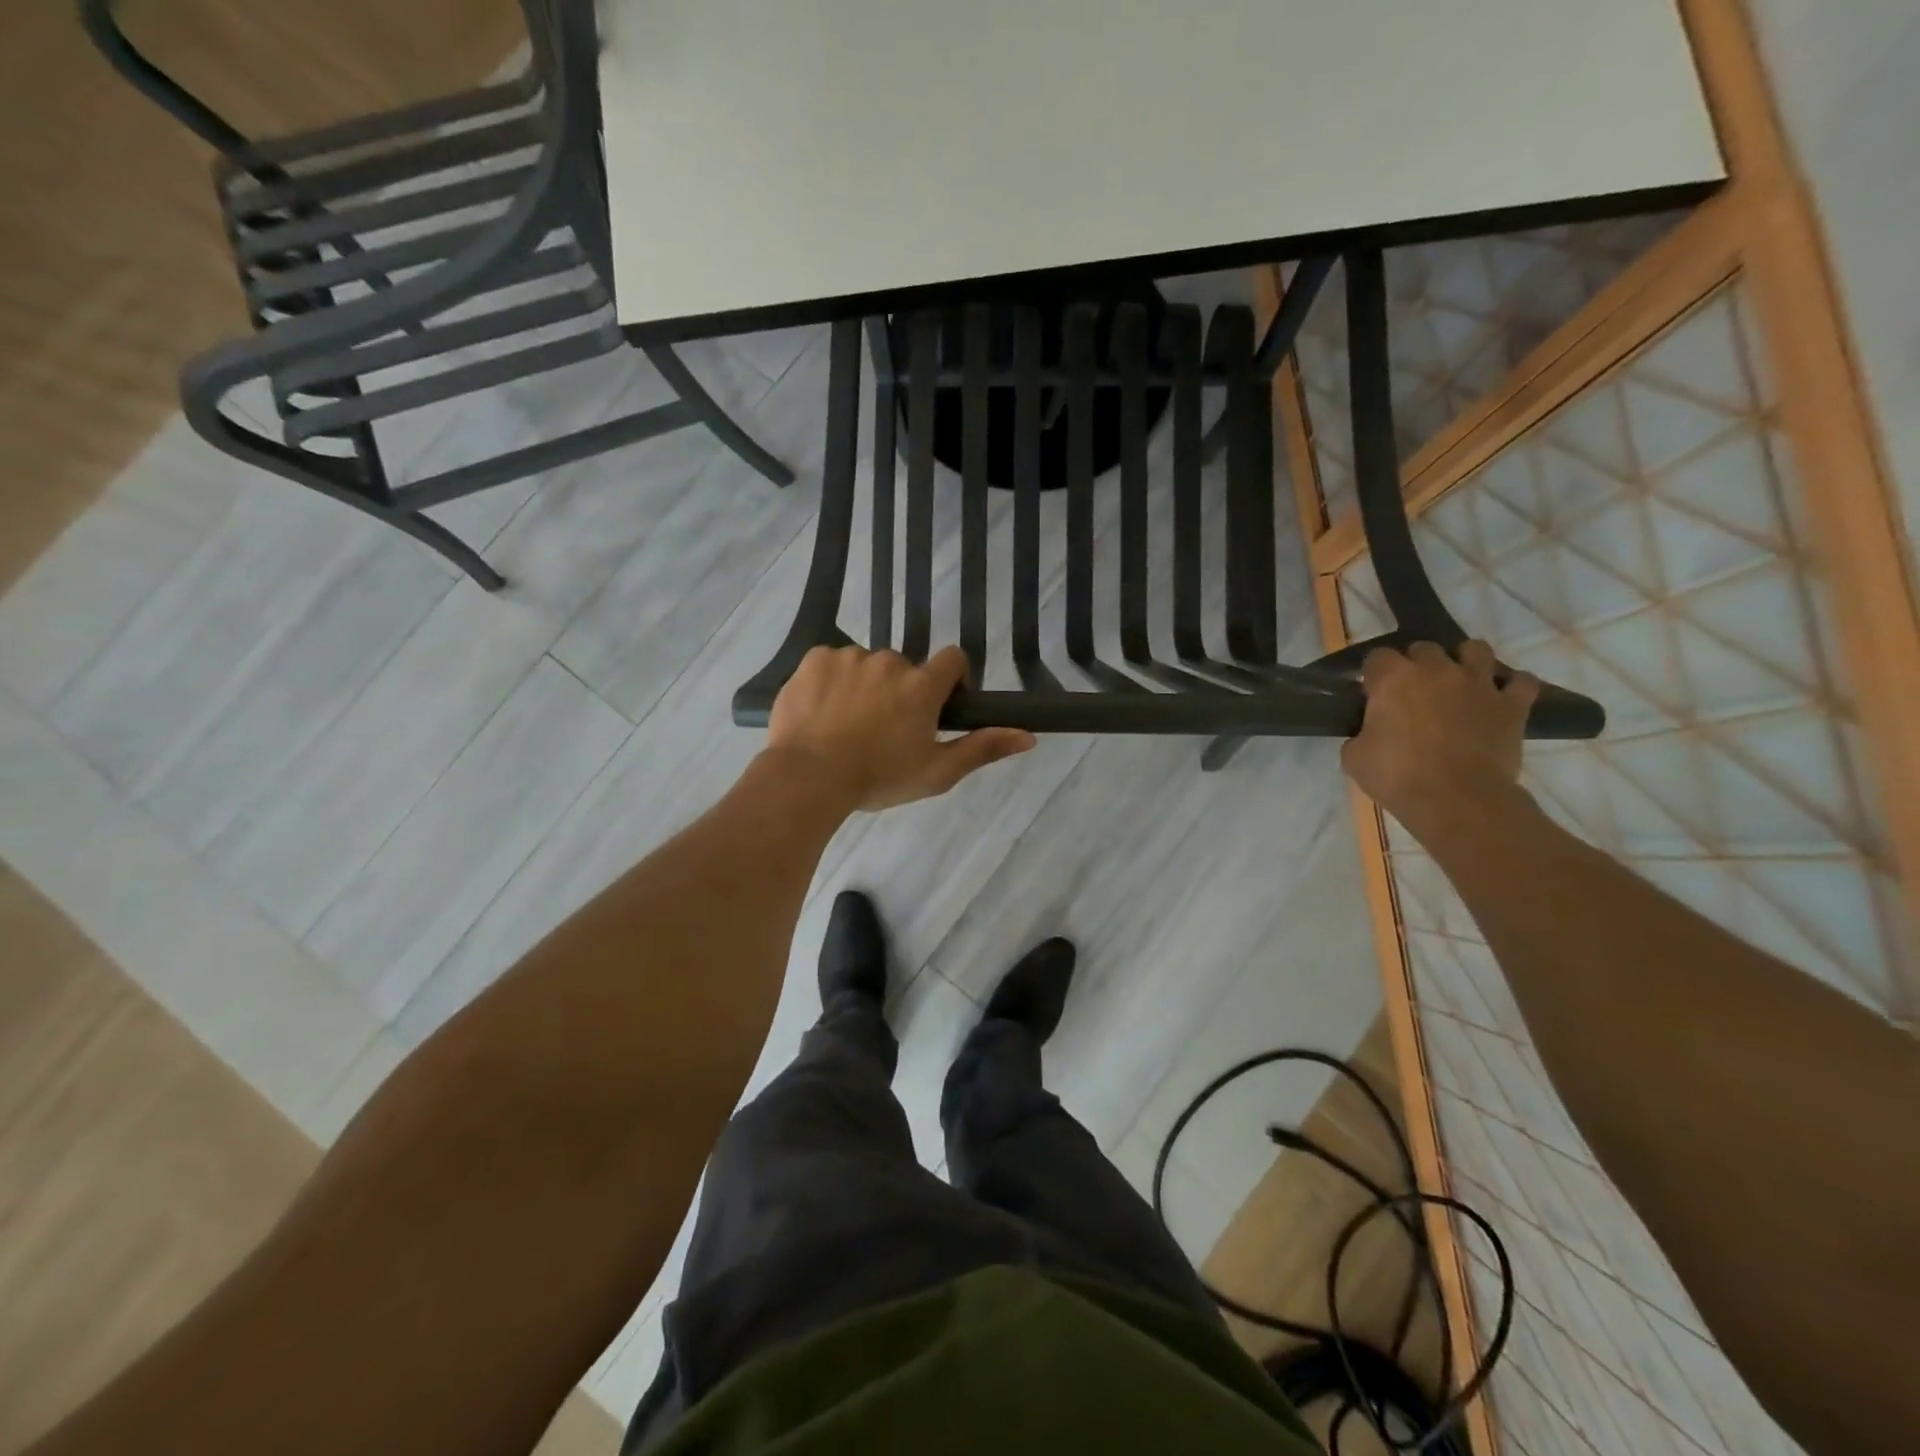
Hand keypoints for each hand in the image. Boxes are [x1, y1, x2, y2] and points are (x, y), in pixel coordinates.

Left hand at [765, 645, 1035, 811]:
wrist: (808, 777)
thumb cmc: (878, 778)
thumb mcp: (937, 772)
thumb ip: (983, 749)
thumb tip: (1029, 736)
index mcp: (922, 685)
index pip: (953, 659)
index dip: (950, 680)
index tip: (937, 706)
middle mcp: (890, 661)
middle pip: (904, 668)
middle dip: (899, 691)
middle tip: (882, 729)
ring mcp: (849, 656)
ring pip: (865, 666)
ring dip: (863, 686)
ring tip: (845, 725)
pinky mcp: (815, 659)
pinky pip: (831, 663)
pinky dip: (830, 682)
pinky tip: (821, 713)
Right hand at [1342, 641, 1539, 843]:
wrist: (1456, 799)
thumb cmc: (1397, 776)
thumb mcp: (1355, 757)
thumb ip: (1361, 733)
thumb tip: (1369, 733)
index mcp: (1393, 679)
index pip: (1377, 656)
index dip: (1373, 674)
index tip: (1372, 693)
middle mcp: (1436, 670)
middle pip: (1425, 648)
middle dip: (1416, 664)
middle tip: (1412, 692)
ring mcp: (1478, 684)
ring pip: (1475, 649)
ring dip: (1465, 661)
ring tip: (1458, 683)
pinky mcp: (1512, 705)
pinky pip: (1521, 682)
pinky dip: (1511, 686)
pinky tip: (1500, 698)